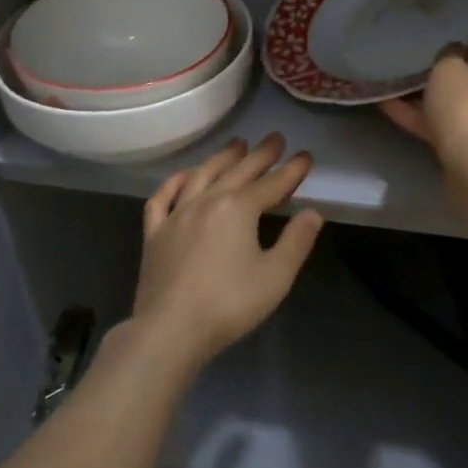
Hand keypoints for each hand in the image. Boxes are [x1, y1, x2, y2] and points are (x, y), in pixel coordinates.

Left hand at [131, 134, 322, 374]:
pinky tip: (184, 177)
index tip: (306, 156)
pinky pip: (162, 198)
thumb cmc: (228, 304)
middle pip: (238, 170)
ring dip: (222, 157)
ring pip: (202, 175)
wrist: (170, 330)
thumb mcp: (275, 276)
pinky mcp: (155, 233)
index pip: (272, 183)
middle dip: (261, 154)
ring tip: (236, 144)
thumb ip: (296, 241)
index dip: (291, 170)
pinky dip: (174, 182)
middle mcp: (208, 201)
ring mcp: (177, 215)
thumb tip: (313, 213)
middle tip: (275, 138)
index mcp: (239, 208)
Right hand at [380, 48, 467, 219]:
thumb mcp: (448, 68)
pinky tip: (393, 109)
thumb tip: (454, 53)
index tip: (440, 46)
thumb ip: (449, 54)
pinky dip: (429, 121)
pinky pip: (457, 129)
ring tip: (396, 88)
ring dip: (434, 101)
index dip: (465, 45)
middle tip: (418, 68)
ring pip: (465, 107)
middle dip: (449, 78)